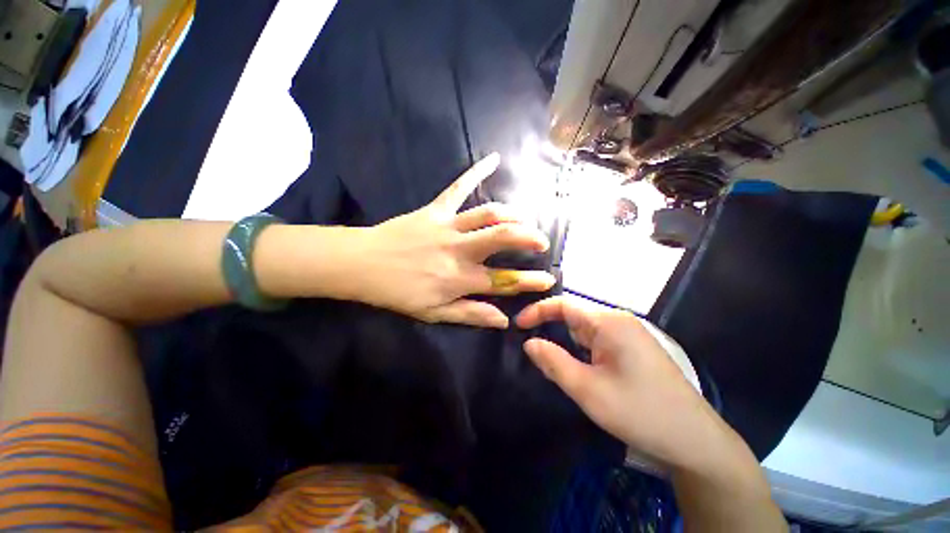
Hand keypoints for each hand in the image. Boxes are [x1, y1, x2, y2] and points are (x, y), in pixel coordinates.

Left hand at [355, 153, 555, 327]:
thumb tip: (503, 321)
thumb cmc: (398, 292)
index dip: (530, 282)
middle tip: (542, 241)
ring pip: (488, 213)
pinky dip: (477, 172)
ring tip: (524, 219)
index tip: (548, 280)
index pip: (504, 281)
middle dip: (529, 237)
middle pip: (503, 237)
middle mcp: (460, 250)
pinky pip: (459, 187)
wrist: (363, 264)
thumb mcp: (434, 313)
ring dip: (512, 214)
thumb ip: (470, 315)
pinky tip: (494, 159)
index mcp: (460, 278)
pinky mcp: (436, 209)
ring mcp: (448, 226)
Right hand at [516, 296, 733, 470]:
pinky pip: (598, 340)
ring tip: (549, 359)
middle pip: (574, 316)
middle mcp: (618, 321)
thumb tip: (529, 343)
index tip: (517, 325)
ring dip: (565, 342)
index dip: (537, 311)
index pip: (563, 304)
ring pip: (585, 330)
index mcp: (608, 322)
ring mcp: (628, 333)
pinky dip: (580, 350)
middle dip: (550, 329)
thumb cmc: (639, 413)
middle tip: (530, 349)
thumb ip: (553, 362)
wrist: (695, 440)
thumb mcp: (588, 390)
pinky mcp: (633, 347)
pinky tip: (576, 366)